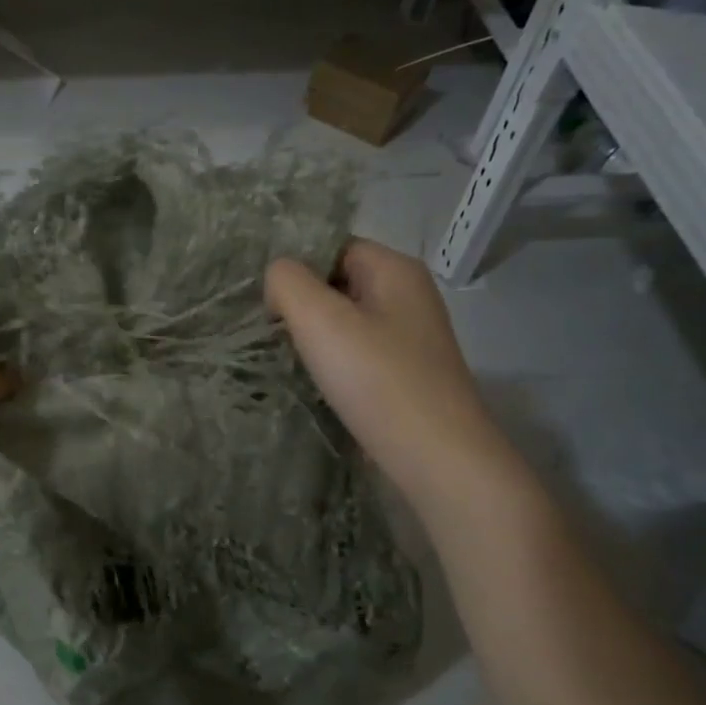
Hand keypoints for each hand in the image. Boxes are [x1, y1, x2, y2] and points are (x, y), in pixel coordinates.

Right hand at [265, 239, 502, 496]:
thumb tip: (278, 279)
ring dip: (316, 338)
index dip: (297, 269)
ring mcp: (411, 339)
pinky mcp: (406, 375)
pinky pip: (359, 354)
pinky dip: (335, 364)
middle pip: (340, 284)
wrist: (436, 457)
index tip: (269, 304)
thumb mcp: (320, 320)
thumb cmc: (377, 380)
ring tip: (290, 360)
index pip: (333, 247)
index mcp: (395, 270)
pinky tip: (318, 384)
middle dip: (303, 305)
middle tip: (272, 334)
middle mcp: (409, 296)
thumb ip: (288, 283)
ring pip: (347, 322)